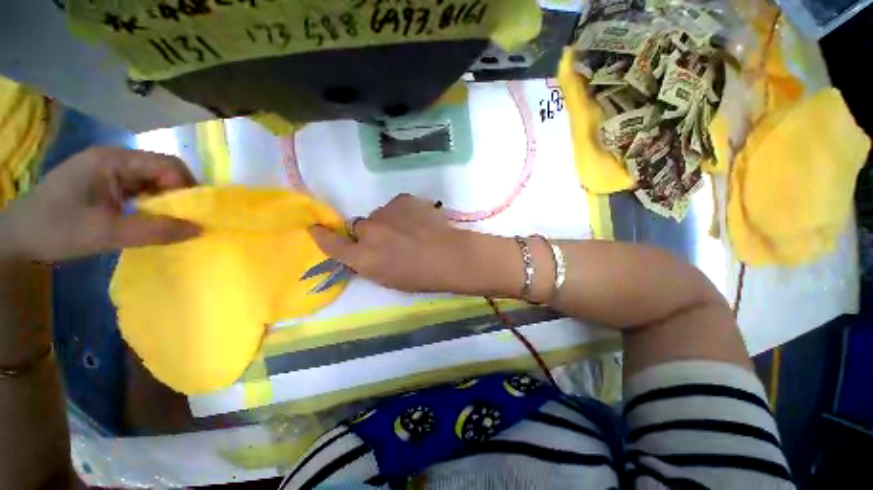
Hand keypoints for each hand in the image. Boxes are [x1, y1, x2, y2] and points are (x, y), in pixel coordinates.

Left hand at [0, 147, 201, 261]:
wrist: (17, 240)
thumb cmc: (57, 230)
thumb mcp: (106, 233)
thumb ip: (155, 231)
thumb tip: (200, 229)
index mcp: (113, 160)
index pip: (167, 165)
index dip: (186, 187)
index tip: (193, 214)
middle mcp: (113, 159)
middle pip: (161, 171)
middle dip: (178, 196)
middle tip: (183, 221)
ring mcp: (107, 171)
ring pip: (151, 182)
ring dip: (164, 202)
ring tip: (168, 224)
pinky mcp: (103, 185)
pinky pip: (138, 190)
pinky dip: (150, 206)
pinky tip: (148, 220)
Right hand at [310, 194, 475, 292]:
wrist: (450, 256)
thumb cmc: (422, 277)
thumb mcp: (389, 279)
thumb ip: (370, 263)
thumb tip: (364, 251)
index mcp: (364, 258)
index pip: (332, 244)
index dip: (322, 236)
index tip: (315, 228)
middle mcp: (369, 233)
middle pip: (359, 226)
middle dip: (370, 233)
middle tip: (391, 240)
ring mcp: (386, 213)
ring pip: (379, 214)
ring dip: (389, 221)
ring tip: (411, 230)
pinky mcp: (403, 200)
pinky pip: (397, 205)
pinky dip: (404, 212)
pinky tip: (419, 220)